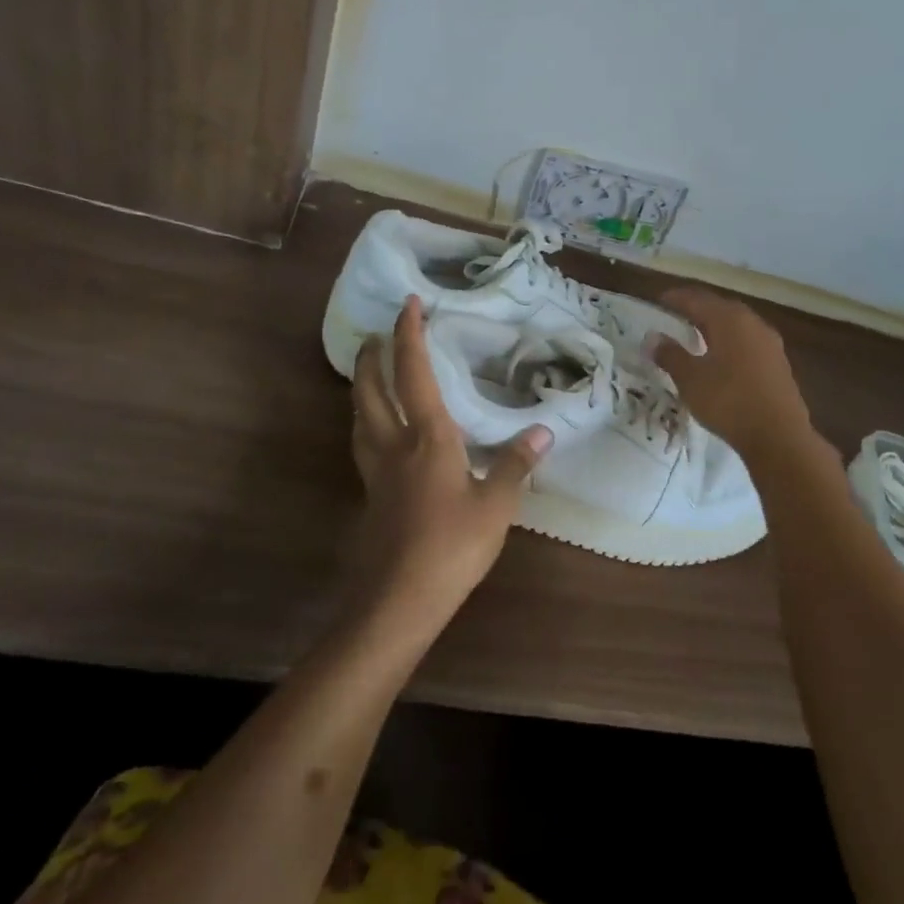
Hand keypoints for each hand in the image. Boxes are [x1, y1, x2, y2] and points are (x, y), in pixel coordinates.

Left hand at [348, 297, 552, 638]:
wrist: (399, 599)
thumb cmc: (452, 546)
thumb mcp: (497, 505)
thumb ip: (517, 464)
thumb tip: (544, 430)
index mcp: (427, 437)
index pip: (413, 373)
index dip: (409, 335)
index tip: (408, 304)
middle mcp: (394, 445)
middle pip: (370, 390)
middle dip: (371, 357)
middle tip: (376, 336)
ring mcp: (377, 472)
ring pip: (359, 416)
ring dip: (362, 388)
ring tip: (371, 375)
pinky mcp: (371, 496)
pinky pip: (364, 444)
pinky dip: (367, 422)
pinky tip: (381, 435)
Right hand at [647, 286, 816, 459]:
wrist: (779, 436)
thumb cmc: (728, 401)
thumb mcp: (690, 379)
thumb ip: (670, 355)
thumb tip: (653, 338)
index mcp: (729, 319)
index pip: (696, 299)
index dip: (674, 298)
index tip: (657, 302)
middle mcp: (752, 322)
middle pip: (718, 307)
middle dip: (695, 309)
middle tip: (673, 316)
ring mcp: (769, 342)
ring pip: (735, 324)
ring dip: (714, 326)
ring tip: (694, 336)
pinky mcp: (777, 362)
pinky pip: (747, 342)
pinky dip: (729, 342)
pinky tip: (720, 358)